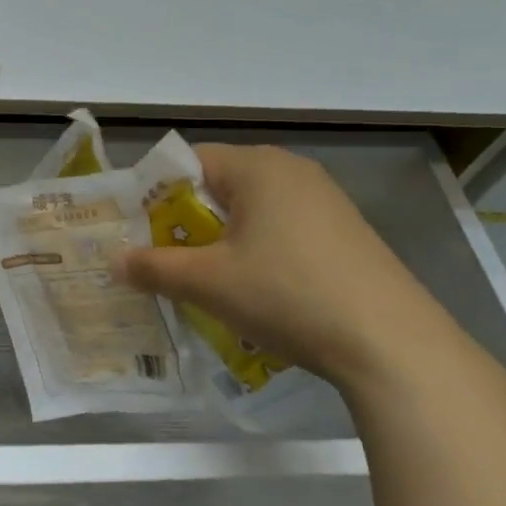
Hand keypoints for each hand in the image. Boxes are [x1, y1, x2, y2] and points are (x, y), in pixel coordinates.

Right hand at [115, 144, 465, 392]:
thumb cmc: (287, 294)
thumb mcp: (208, 282)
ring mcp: (324, 202)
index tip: (136, 232)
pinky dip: (254, 251)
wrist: (391, 343)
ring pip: (249, 211)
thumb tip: (114, 262)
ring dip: (218, 241)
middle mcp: (292, 171)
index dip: (154, 195)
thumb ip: (154, 267)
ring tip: (203, 280)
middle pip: (218, 186)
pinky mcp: (343, 233)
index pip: (187, 162)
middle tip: (162, 260)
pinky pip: (280, 230)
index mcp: (258, 167)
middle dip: (184, 222)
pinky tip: (254, 291)